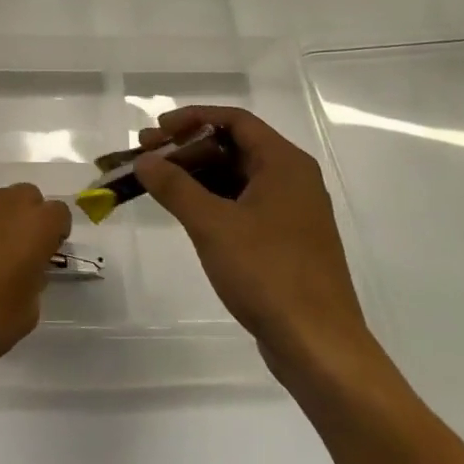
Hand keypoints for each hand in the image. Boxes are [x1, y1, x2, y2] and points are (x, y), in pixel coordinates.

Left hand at [0, 165, 70, 396]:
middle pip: (26, 195)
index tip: (43, 252)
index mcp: (35, 228)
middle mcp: (5, 203)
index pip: (58, 212)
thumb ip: (33, 277)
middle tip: (10, 249)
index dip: (52, 232)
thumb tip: (25, 265)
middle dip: (24, 218)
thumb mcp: (28, 312)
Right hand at [134, 107, 384, 393]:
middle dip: (188, 148)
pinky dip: (212, 200)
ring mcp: (290, 211)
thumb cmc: (268, 273)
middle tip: (146, 156)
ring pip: (236, 177)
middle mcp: (292, 179)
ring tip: (156, 183)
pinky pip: (243, 204)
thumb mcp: (212, 225)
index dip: (192, 119)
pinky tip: (185, 211)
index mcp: (284, 164)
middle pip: (234, 146)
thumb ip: (175, 187)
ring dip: (196, 175)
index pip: (235, 120)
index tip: (157, 130)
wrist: (318, 345)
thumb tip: (145, 161)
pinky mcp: (285, 240)